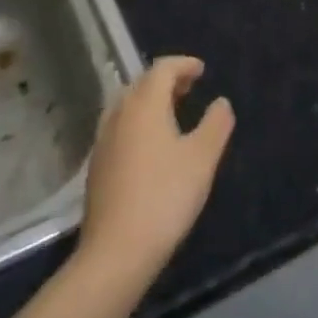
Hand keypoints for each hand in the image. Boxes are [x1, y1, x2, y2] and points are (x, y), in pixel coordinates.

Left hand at [79, 56, 234, 281]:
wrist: (116, 253)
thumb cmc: (165, 197)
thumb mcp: (203, 158)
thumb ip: (216, 124)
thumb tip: (221, 103)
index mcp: (144, 105)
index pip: (161, 69)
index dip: (183, 64)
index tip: (201, 70)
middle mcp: (119, 115)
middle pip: (141, 83)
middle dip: (165, 80)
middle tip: (189, 88)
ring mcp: (103, 141)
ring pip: (126, 106)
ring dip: (149, 101)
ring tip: (171, 113)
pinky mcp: (96, 167)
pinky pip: (119, 127)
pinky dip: (137, 122)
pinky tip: (150, 145)